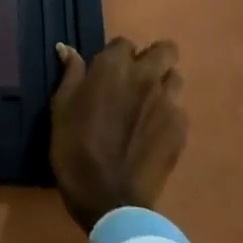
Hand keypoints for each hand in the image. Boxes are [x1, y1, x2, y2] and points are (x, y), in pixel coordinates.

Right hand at [49, 38, 186, 231]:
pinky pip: (179, 109)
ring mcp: (168, 103)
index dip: (116, 55)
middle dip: (153, 57)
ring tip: (148, 104)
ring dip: (163, 84)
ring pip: (176, 78)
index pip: (125, 43)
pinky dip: (168, 113)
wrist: (110, 199)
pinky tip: (153, 131)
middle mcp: (146, 77)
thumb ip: (70, 74)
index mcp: (114, 67)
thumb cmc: (75, 148)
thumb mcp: (61, 108)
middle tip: (136, 77)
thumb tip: (67, 49)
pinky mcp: (181, 130)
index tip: (107, 71)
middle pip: (165, 50)